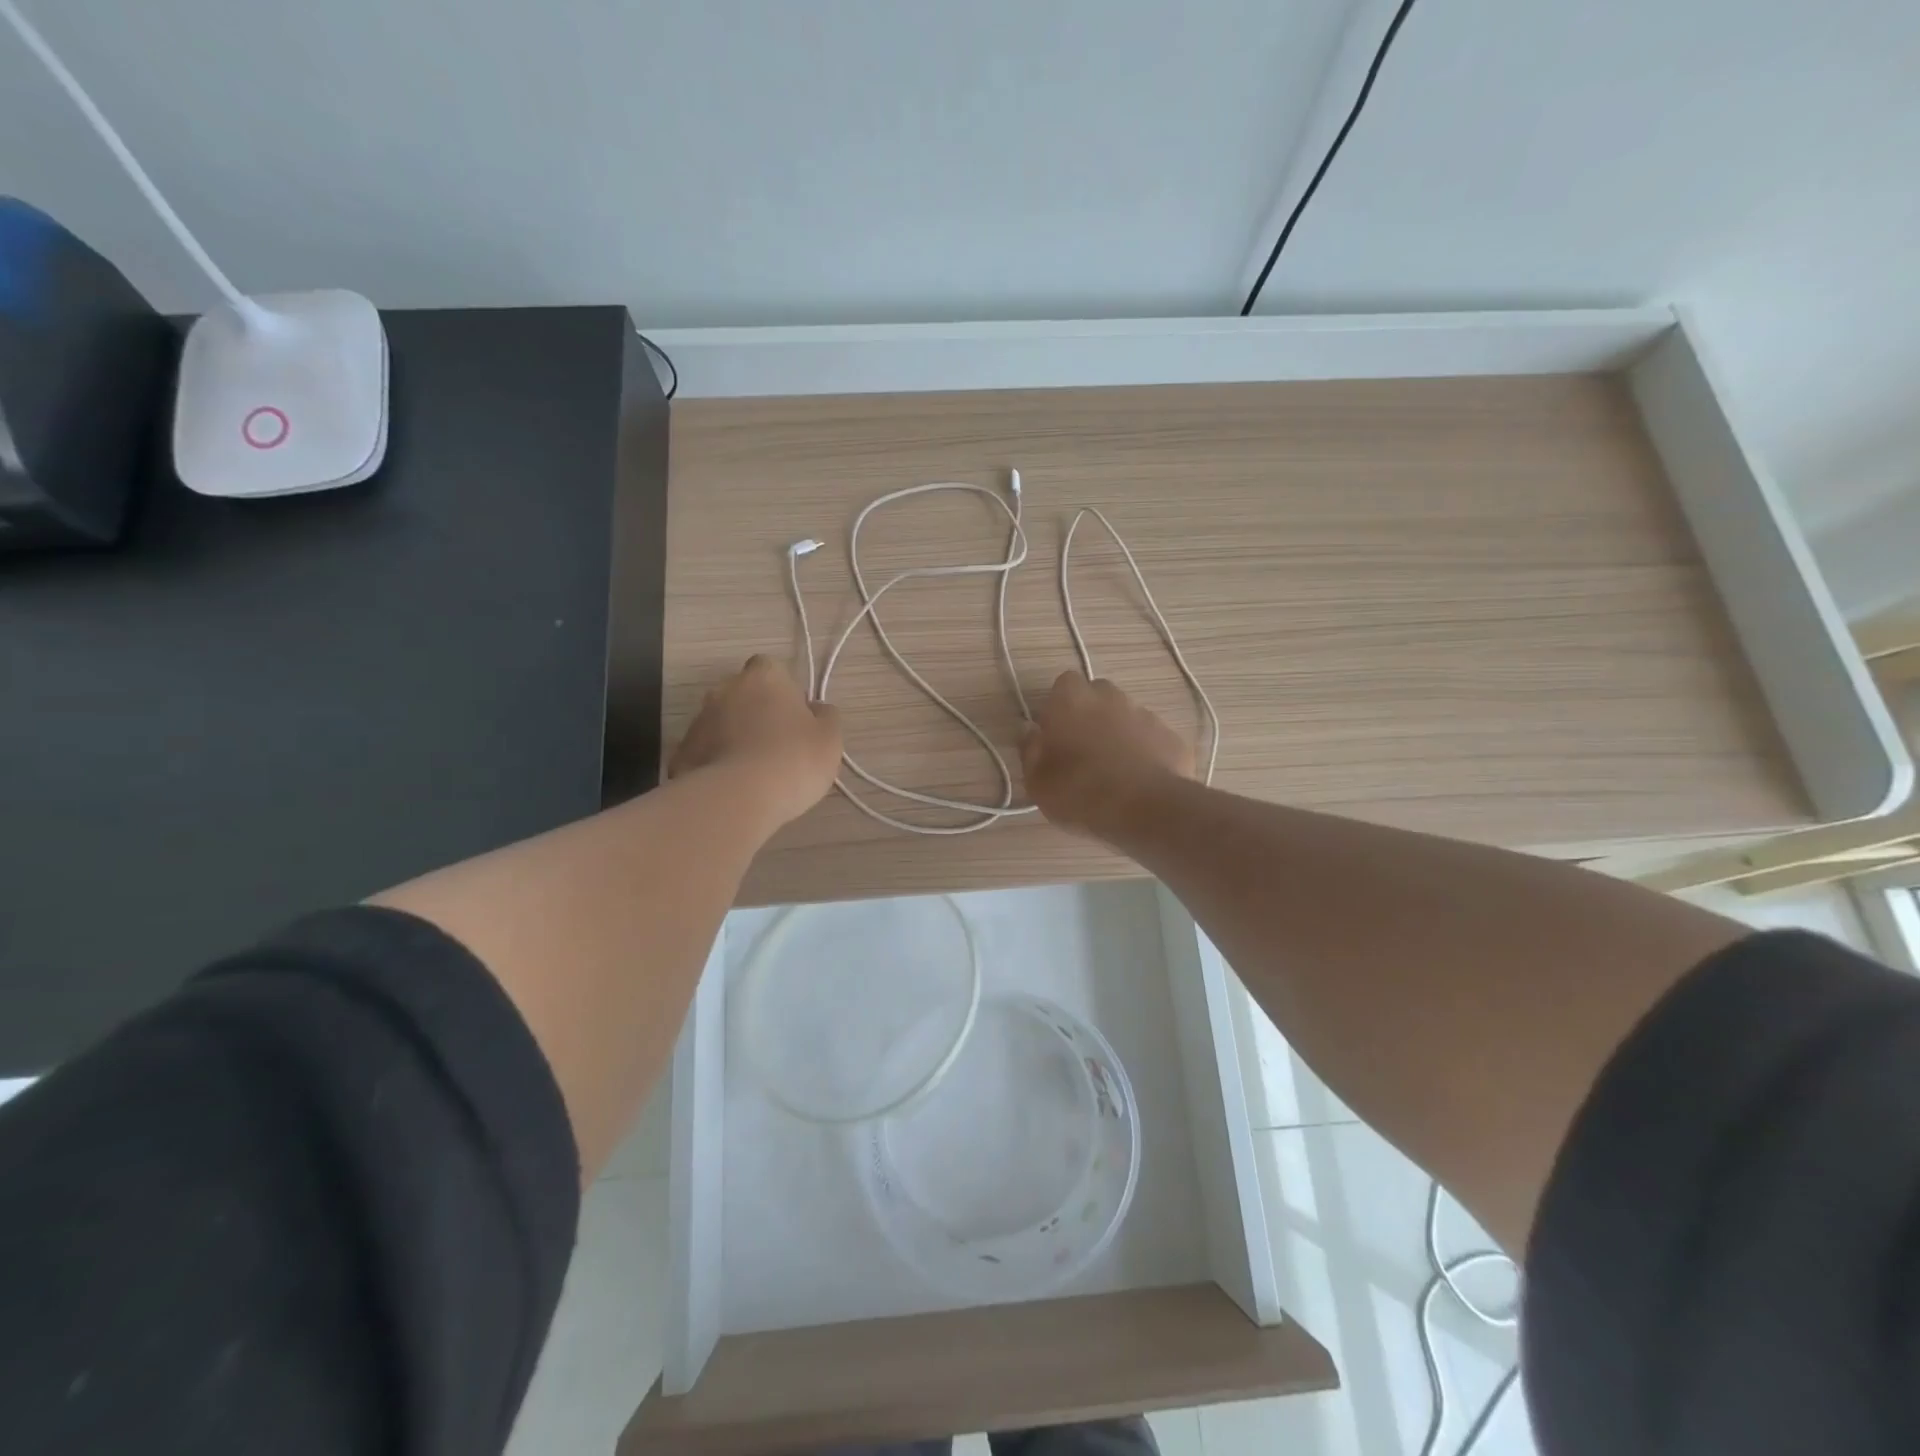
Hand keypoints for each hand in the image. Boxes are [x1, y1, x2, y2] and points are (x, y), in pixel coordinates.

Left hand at [669, 656, 842, 829]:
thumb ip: (825, 716)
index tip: (796, 717)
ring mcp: (699, 719)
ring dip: (736, 737)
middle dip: (757, 712)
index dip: (785, 691)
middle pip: (744, 694)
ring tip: (756, 772)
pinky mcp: (682, 752)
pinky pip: (707, 752)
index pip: (772, 669)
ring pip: (723, 722)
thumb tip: (815, 709)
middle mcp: (726, 689)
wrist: (738, 797)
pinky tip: (734, 787)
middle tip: (778, 745)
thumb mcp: (829, 738)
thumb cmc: (794, 758)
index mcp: (764, 676)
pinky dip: (718, 763)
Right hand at [1021, 672, 1193, 836]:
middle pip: (1097, 696)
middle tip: (1082, 752)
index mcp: (1071, 699)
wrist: (1146, 810)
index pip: (1063, 685)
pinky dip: (1145, 753)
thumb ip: (1030, 749)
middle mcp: (1110, 696)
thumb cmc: (1079, 792)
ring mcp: (1146, 714)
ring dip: (1118, 734)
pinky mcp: (1173, 737)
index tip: (1055, 735)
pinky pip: (1152, 740)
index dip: (1059, 708)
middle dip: (1090, 716)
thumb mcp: (1037, 781)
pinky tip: (1140, 782)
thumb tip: (1029, 730)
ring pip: (1126, 716)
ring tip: (1114, 772)